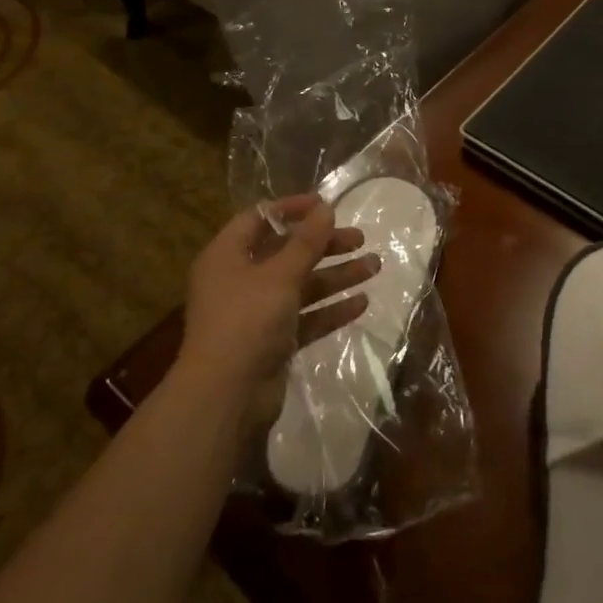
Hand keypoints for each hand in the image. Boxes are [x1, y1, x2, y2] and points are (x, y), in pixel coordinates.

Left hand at [177, 195, 379, 430]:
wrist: (227, 397)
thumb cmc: (247, 321)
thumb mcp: (280, 275)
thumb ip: (306, 242)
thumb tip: (326, 208)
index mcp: (227, 256)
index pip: (258, 219)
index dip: (292, 209)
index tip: (327, 205)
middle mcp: (239, 280)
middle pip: (286, 252)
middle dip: (324, 245)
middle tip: (360, 239)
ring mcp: (256, 313)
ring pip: (301, 286)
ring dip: (336, 275)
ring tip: (375, 267)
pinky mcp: (273, 342)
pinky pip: (306, 318)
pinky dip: (331, 309)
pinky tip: (361, 303)